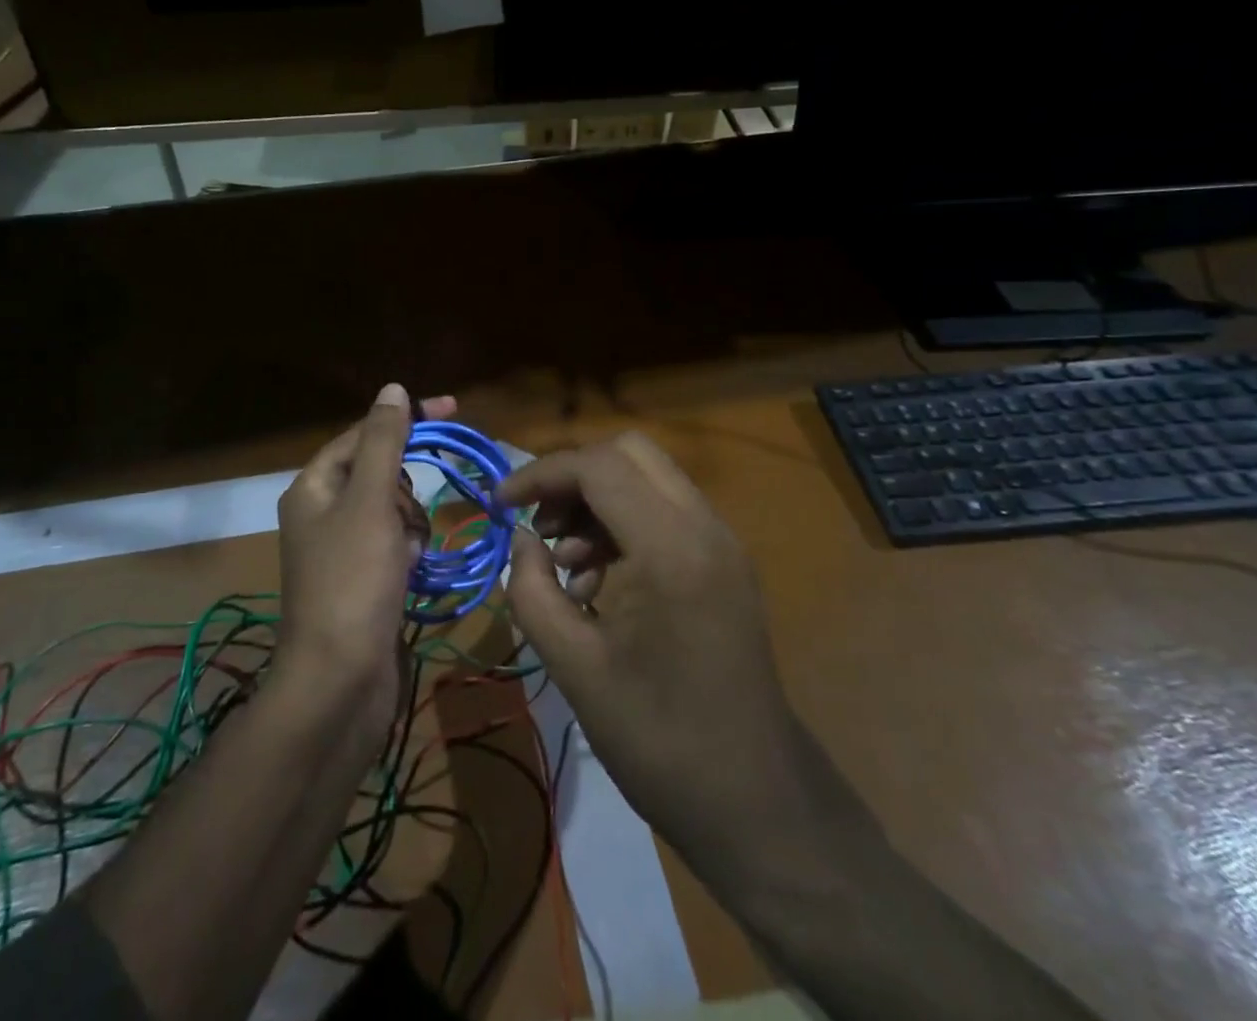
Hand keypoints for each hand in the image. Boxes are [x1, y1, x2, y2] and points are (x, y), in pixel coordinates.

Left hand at [275, 385, 453, 745]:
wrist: (341, 682)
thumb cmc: (353, 581)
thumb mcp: (370, 501)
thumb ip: (383, 442)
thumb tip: (392, 388)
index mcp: (313, 487)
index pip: (362, 434)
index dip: (405, 419)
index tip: (453, 409)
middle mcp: (322, 513)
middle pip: (377, 472)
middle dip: (404, 486)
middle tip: (410, 515)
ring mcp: (341, 551)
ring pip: (391, 510)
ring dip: (411, 521)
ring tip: (411, 550)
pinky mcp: (362, 581)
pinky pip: (394, 545)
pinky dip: (409, 551)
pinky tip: (414, 570)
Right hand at [498, 433, 828, 893]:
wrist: (757, 804)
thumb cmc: (659, 741)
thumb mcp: (573, 667)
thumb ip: (531, 589)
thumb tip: (521, 539)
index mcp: (671, 549)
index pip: (597, 466)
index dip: (539, 474)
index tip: (499, 505)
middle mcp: (705, 528)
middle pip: (629, 452)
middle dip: (572, 476)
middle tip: (537, 523)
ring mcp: (722, 543)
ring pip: (648, 477)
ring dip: (597, 500)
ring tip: (563, 563)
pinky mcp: (725, 564)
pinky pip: (666, 511)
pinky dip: (623, 523)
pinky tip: (596, 582)